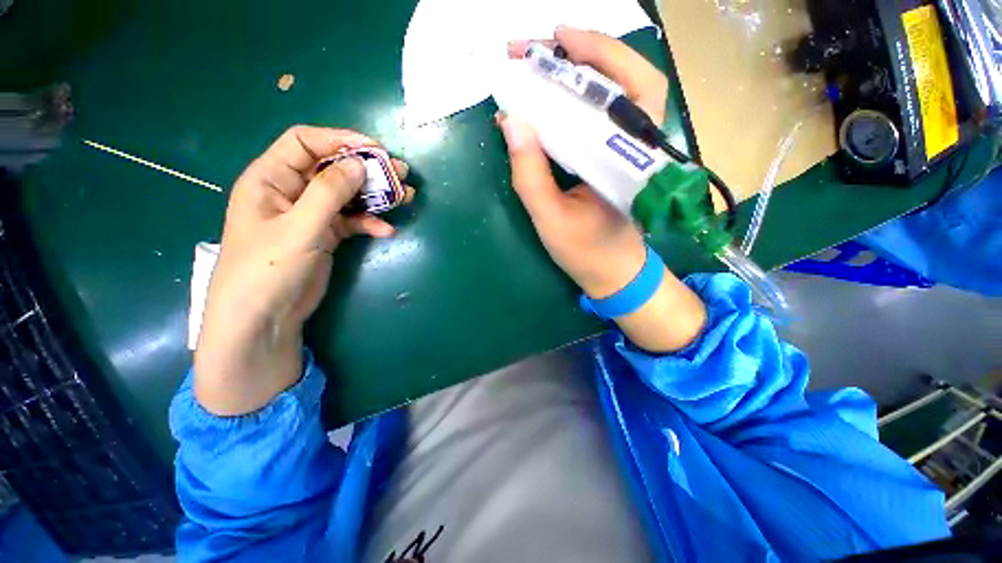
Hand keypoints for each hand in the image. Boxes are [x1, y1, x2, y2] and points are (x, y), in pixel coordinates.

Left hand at [194, 126, 412, 415]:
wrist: (265, 318)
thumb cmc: (269, 269)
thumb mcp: (299, 227)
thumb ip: (329, 192)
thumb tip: (359, 164)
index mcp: (271, 178)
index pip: (305, 143)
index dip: (340, 140)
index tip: (374, 149)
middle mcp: (291, 191)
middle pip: (332, 168)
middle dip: (366, 169)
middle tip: (400, 172)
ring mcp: (310, 215)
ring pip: (347, 195)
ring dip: (375, 196)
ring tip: (405, 196)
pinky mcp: (325, 235)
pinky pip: (352, 220)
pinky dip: (369, 223)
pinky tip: (387, 231)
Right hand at [500, 26, 668, 298]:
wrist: (613, 273)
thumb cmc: (586, 252)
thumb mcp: (551, 219)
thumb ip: (530, 175)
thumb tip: (511, 121)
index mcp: (627, 160)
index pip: (625, 91)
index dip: (595, 56)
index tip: (555, 41)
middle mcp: (633, 147)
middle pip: (623, 81)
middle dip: (580, 56)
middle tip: (535, 51)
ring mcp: (623, 151)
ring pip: (610, 96)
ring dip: (574, 75)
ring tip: (537, 67)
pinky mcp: (610, 159)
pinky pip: (594, 119)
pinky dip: (570, 103)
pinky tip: (544, 102)